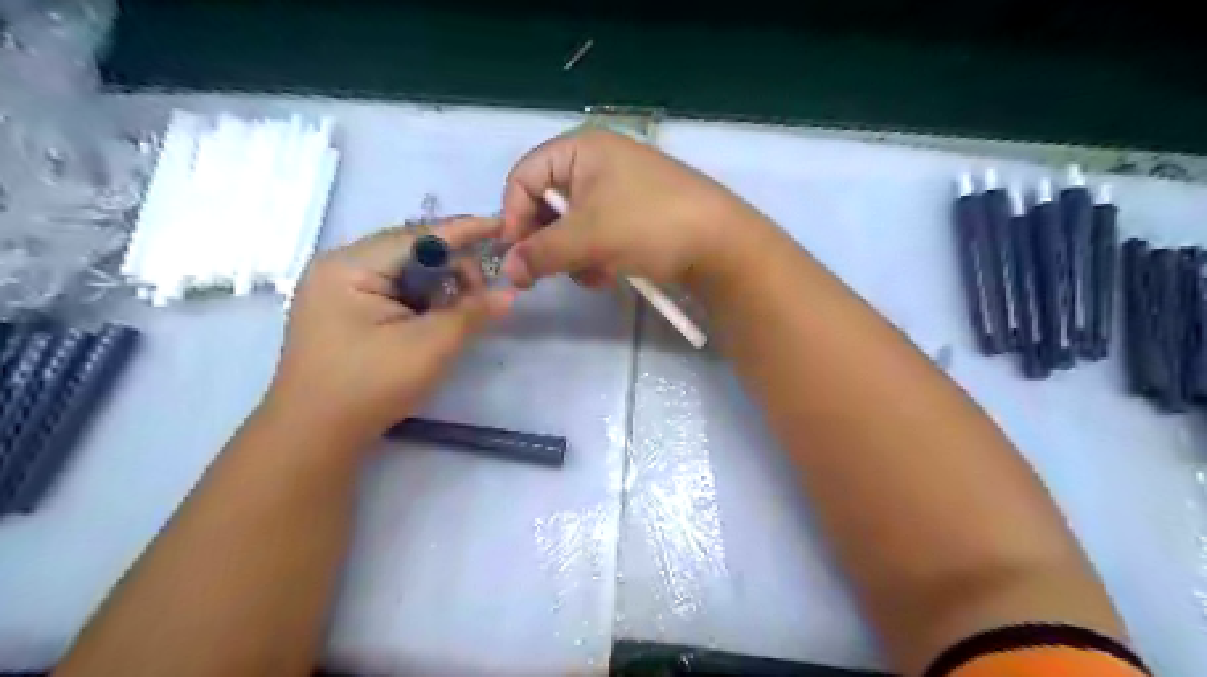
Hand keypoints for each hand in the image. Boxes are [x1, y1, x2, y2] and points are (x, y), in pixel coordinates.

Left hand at [262, 219, 512, 445]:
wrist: (314, 436)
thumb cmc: (369, 385)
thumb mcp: (429, 346)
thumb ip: (472, 313)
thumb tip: (510, 293)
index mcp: (350, 266)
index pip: (418, 236)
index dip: (464, 230)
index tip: (502, 225)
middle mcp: (339, 267)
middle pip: (410, 251)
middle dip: (452, 266)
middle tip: (483, 292)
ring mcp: (337, 290)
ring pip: (403, 272)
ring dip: (438, 285)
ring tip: (463, 309)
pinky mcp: (343, 311)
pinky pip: (392, 290)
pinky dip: (421, 299)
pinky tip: (437, 317)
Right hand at [498, 128, 760, 287]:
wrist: (721, 244)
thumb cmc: (648, 225)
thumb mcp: (587, 238)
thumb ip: (540, 253)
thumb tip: (508, 271)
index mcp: (581, 150)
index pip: (524, 177)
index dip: (513, 216)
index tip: (515, 256)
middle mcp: (598, 163)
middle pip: (547, 203)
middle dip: (548, 242)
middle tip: (548, 273)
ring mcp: (619, 190)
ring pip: (571, 226)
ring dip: (573, 256)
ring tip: (593, 274)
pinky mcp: (635, 215)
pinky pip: (597, 235)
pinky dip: (595, 257)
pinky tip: (610, 274)